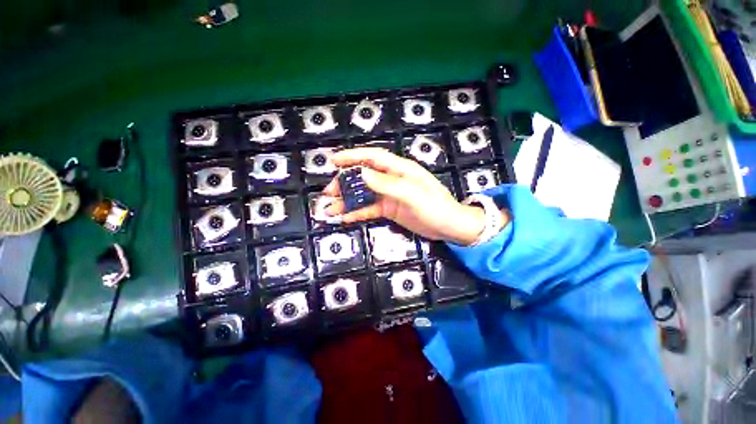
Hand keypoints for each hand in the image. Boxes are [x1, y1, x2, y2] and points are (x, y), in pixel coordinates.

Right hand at [322, 148, 487, 245]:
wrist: (449, 227)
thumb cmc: (435, 207)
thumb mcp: (412, 194)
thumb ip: (386, 184)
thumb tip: (361, 173)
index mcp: (400, 169)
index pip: (372, 157)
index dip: (352, 157)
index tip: (333, 161)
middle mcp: (392, 180)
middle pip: (364, 177)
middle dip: (345, 183)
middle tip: (328, 192)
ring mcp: (390, 195)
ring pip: (364, 194)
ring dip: (347, 200)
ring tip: (330, 209)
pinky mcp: (390, 209)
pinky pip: (370, 209)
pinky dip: (357, 212)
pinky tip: (345, 217)